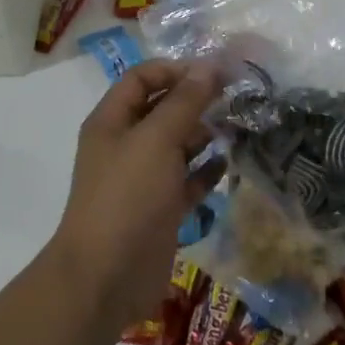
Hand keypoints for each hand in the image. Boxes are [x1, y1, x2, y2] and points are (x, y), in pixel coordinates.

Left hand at [50, 60, 221, 332]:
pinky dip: (205, 171)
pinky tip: (228, 164)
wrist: (106, 278)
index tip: (214, 73)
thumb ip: (184, 102)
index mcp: (112, 121)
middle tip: (236, 98)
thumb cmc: (127, 197)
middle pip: (161, 110)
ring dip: (204, 135)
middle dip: (195, 101)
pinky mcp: (160, 209)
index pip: (142, 78)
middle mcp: (125, 144)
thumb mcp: (157, 140)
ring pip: (176, 145)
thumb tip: (210, 66)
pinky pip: (186, 181)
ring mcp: (142, 179)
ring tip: (238, 128)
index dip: (175, 70)